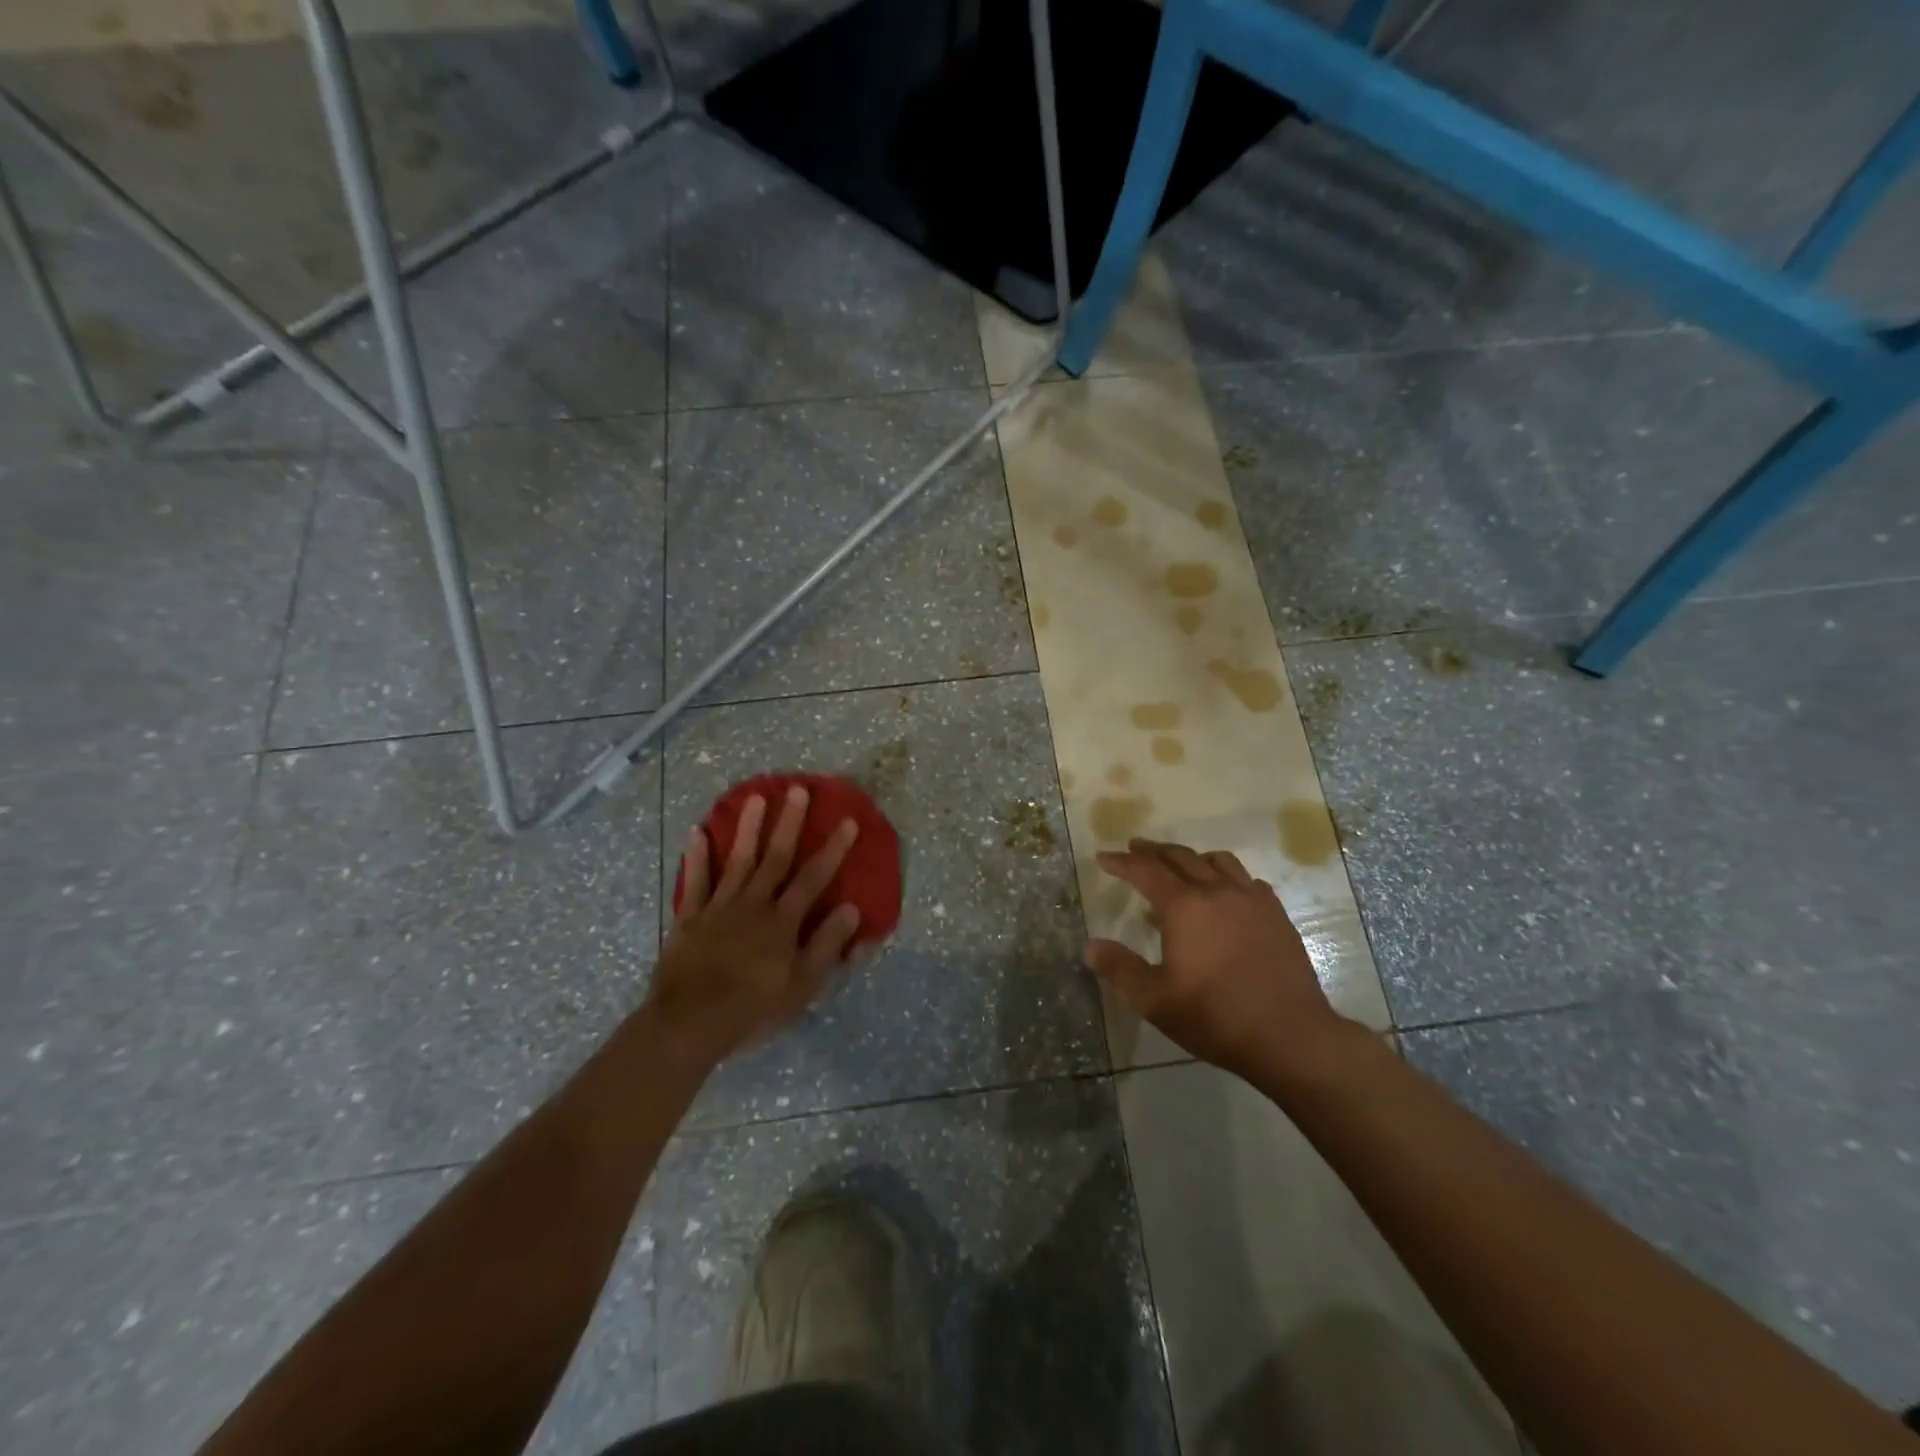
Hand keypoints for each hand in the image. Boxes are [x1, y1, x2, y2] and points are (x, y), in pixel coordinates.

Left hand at [645, 786, 863, 1068]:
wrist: (688, 1025)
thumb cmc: (752, 1010)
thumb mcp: (802, 987)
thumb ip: (826, 946)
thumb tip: (852, 908)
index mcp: (783, 922)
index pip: (814, 879)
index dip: (833, 850)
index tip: (848, 821)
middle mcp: (753, 905)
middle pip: (775, 858)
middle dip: (789, 823)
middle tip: (798, 790)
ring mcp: (719, 908)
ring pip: (737, 861)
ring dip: (748, 828)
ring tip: (755, 797)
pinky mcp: (690, 919)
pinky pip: (694, 883)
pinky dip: (696, 858)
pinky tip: (697, 833)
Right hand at [1084, 839, 1356, 1085]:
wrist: (1290, 1036)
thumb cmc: (1215, 1017)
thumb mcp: (1154, 1000)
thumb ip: (1119, 968)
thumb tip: (1090, 946)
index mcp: (1183, 906)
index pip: (1145, 871)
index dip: (1121, 862)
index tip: (1104, 857)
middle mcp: (1216, 891)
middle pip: (1180, 857)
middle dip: (1153, 851)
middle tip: (1135, 849)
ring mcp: (1251, 900)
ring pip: (1217, 861)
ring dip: (1192, 857)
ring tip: (1180, 865)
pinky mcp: (1276, 915)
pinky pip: (1247, 880)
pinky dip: (1227, 877)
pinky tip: (1227, 894)